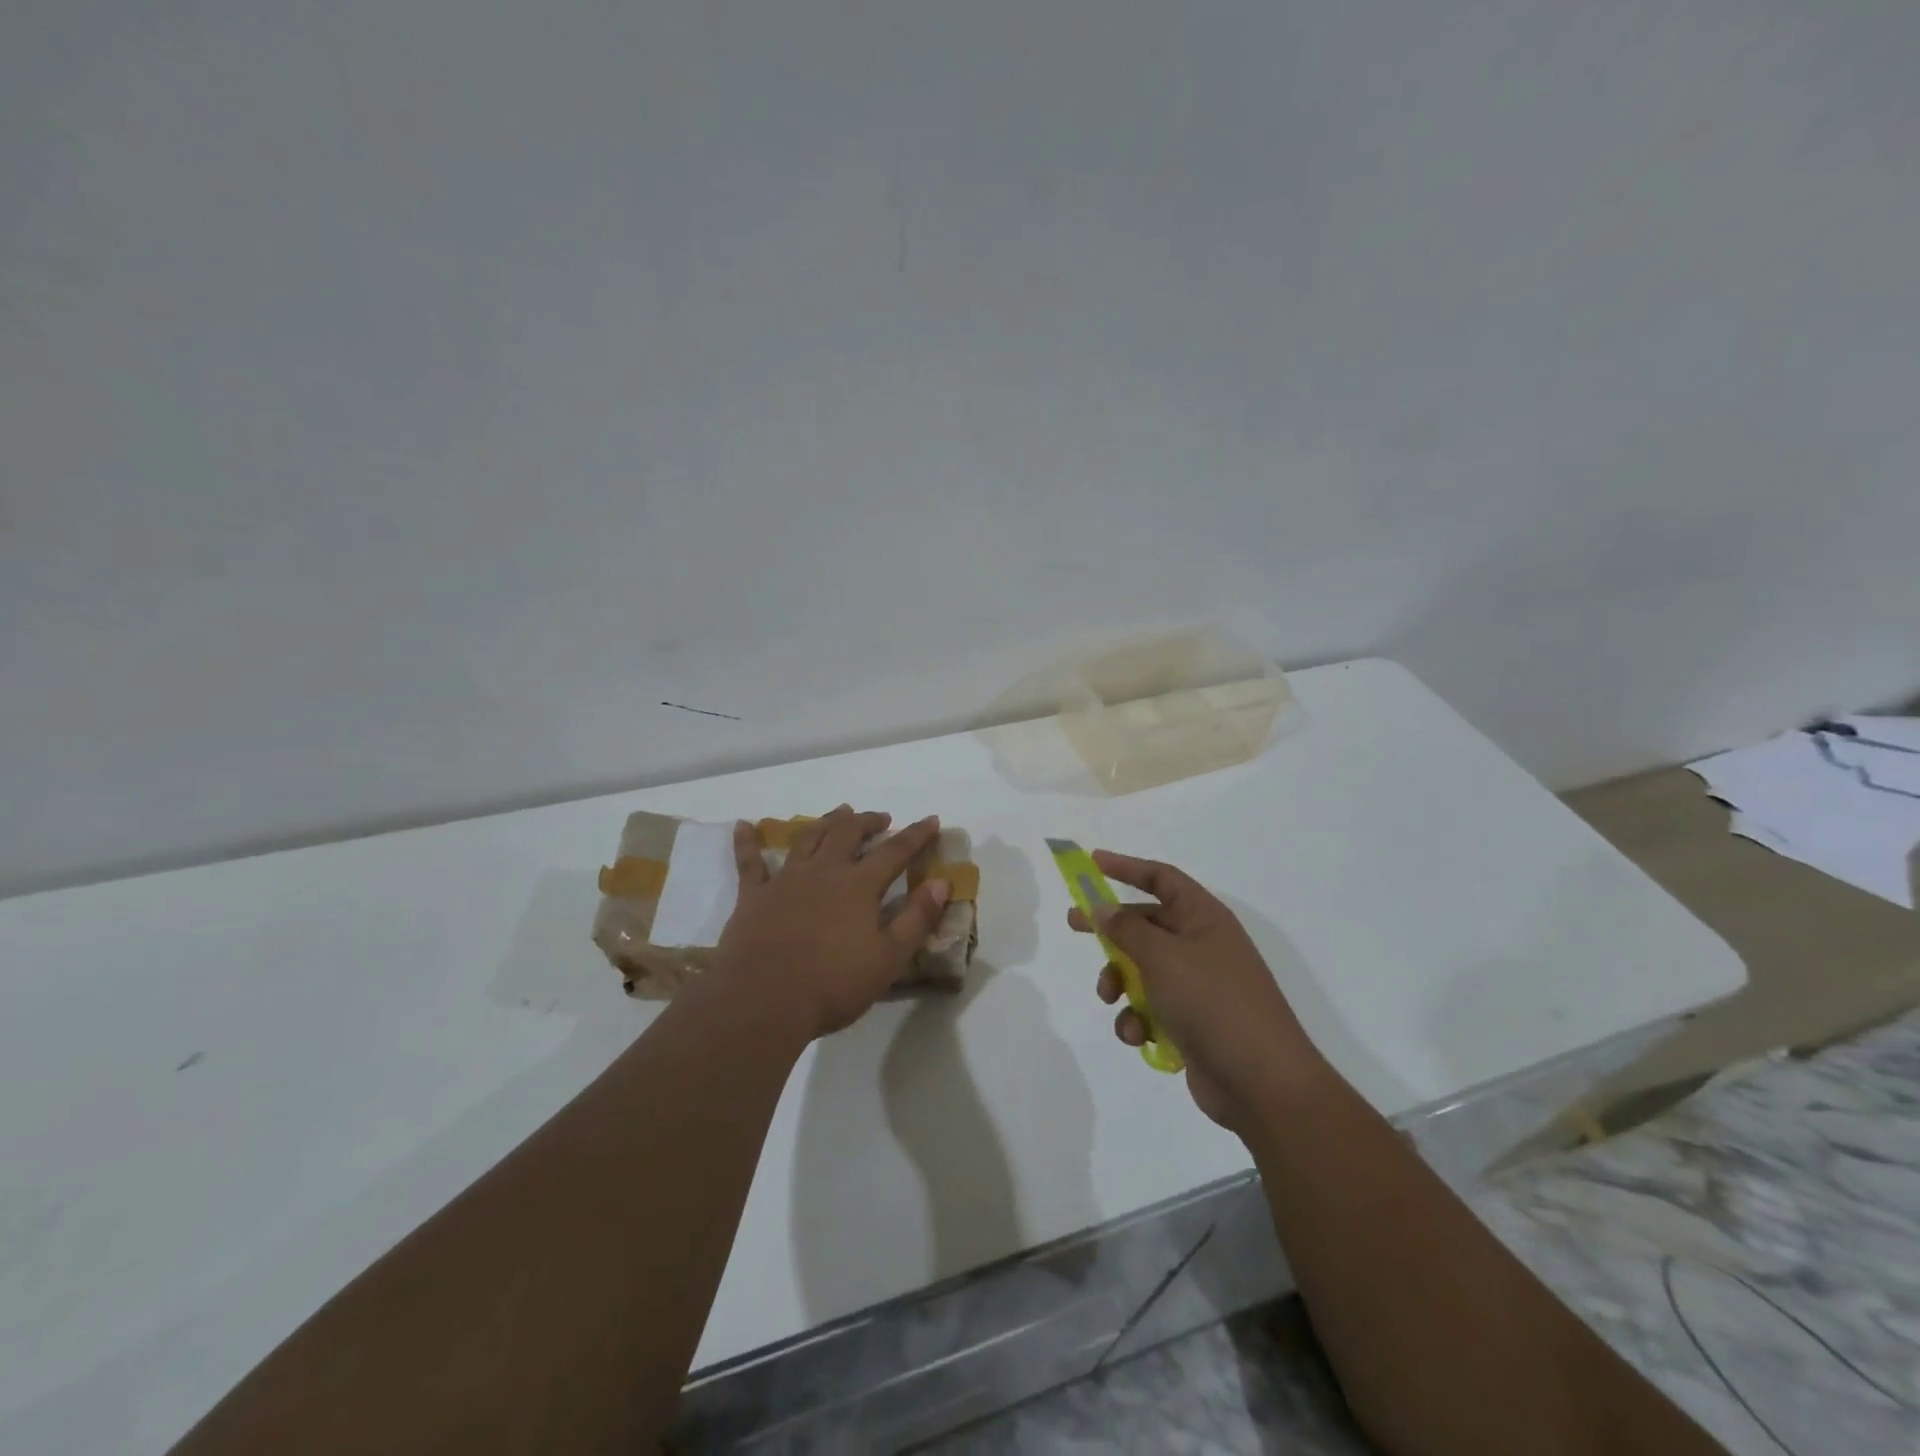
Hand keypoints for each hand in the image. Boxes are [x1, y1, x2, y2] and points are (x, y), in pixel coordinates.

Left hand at [710, 806, 949, 1039]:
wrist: (762, 1001)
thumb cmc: (832, 984)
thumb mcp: (888, 958)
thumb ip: (916, 918)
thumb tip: (941, 883)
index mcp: (858, 886)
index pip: (895, 851)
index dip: (916, 835)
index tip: (931, 820)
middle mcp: (823, 872)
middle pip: (848, 833)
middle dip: (867, 821)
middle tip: (880, 818)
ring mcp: (785, 880)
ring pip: (807, 838)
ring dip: (826, 822)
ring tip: (839, 813)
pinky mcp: (753, 897)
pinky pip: (748, 863)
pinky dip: (747, 842)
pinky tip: (743, 826)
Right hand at [1068, 851, 1323, 1130]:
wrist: (1262, 1083)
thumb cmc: (1212, 1002)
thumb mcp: (1162, 957)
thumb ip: (1126, 929)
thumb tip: (1102, 908)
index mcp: (1204, 918)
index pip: (1162, 878)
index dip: (1127, 867)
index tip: (1093, 862)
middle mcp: (1202, 945)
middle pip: (1146, 924)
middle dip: (1111, 930)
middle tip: (1074, 925)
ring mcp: (1198, 985)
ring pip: (1142, 970)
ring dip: (1120, 982)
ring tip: (1110, 998)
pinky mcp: (1192, 1022)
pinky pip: (1152, 1008)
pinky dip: (1138, 1019)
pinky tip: (1138, 1036)